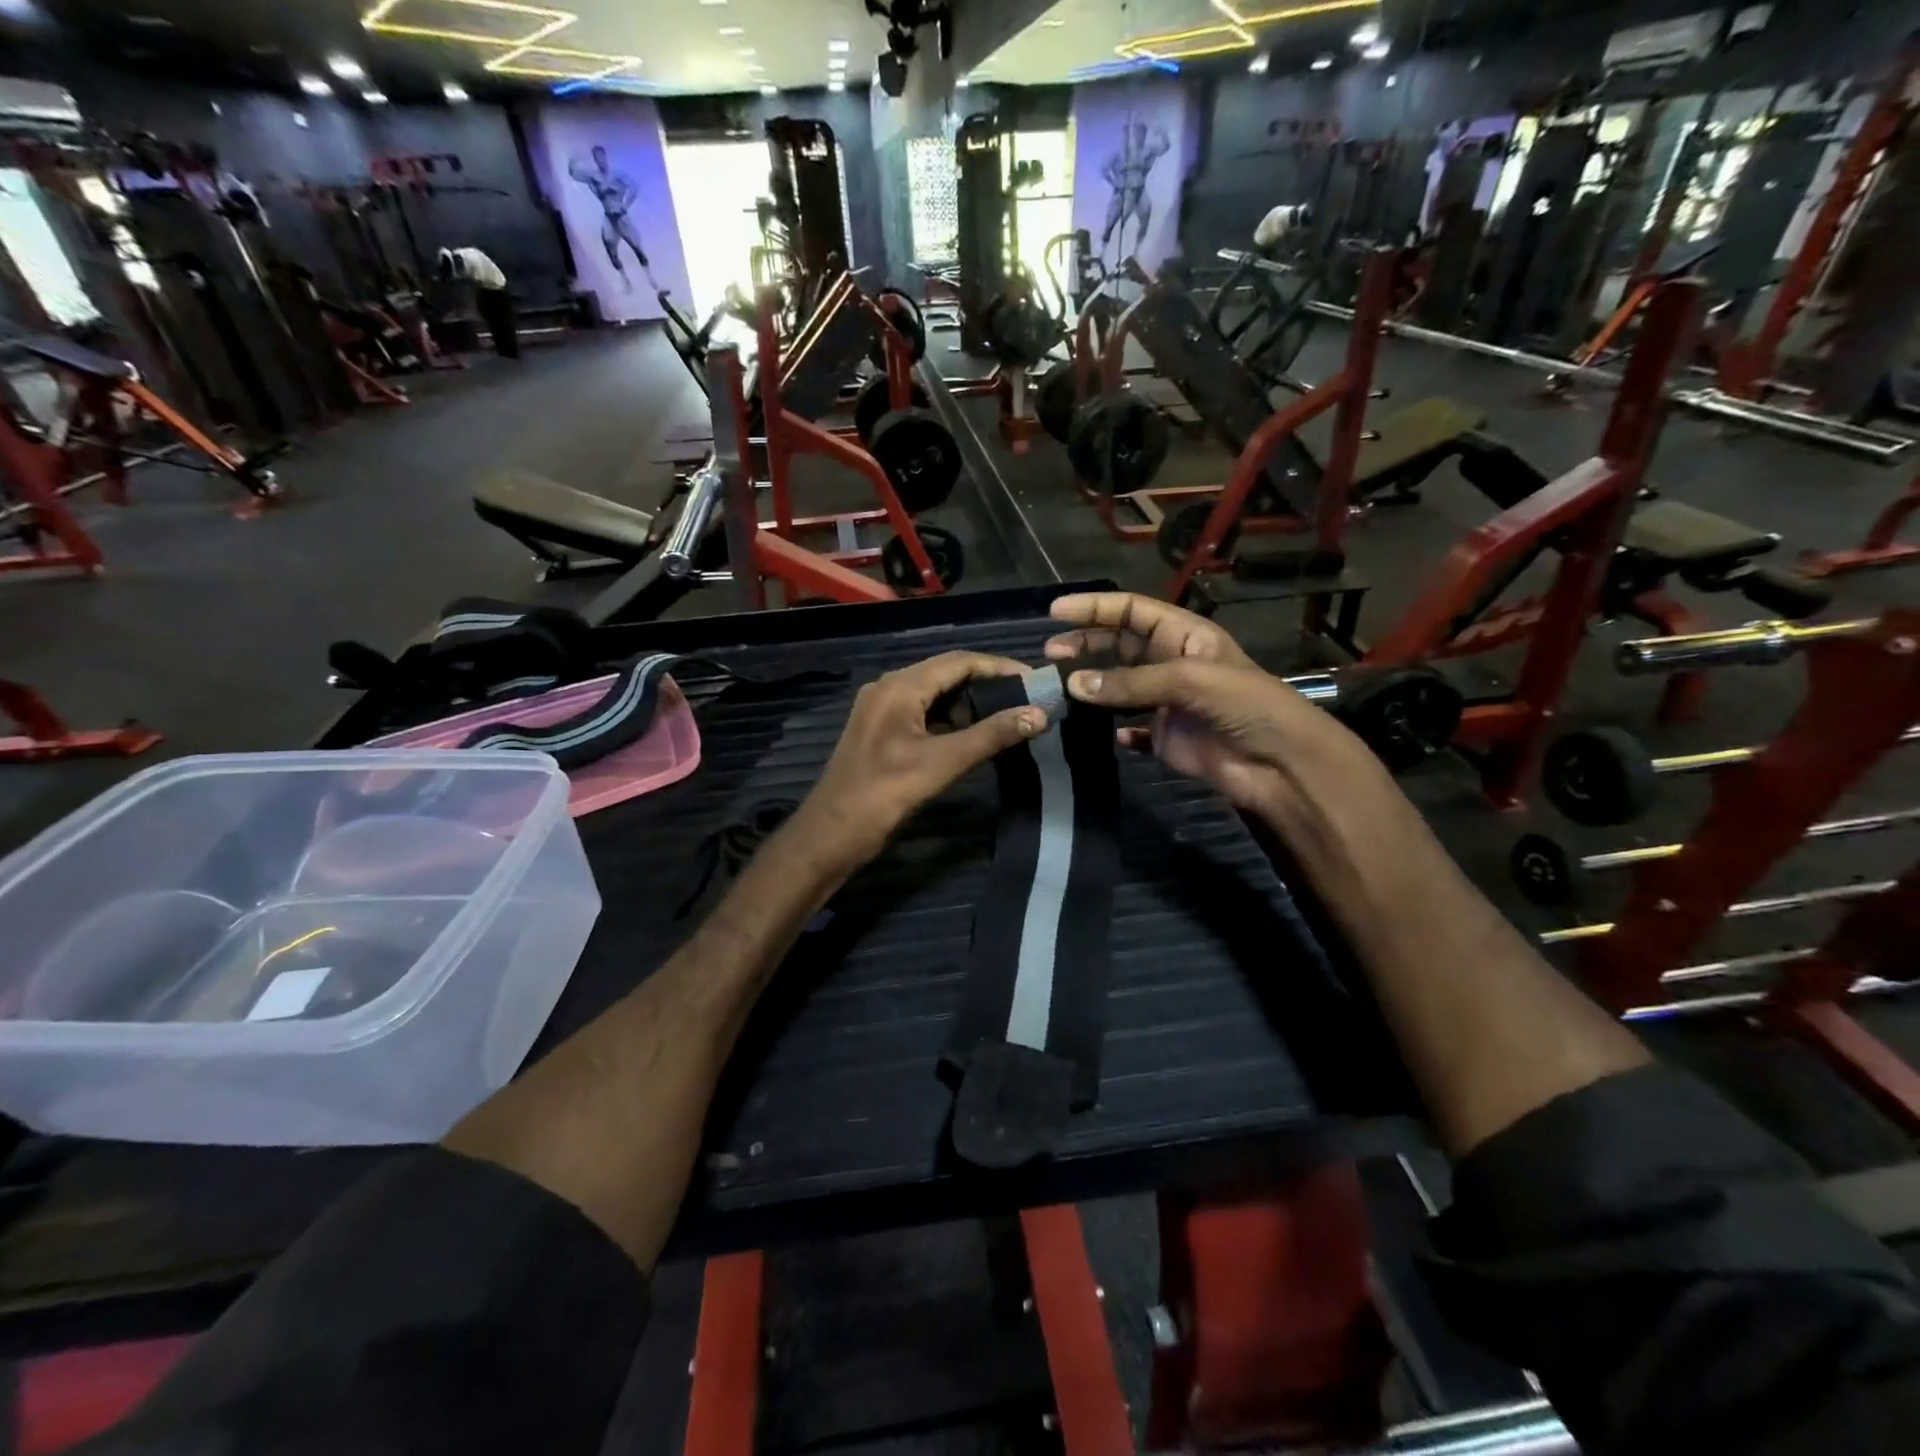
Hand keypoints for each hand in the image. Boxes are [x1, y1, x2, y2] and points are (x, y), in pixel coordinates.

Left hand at [796, 651, 1046, 870]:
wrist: (832, 834)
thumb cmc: (884, 794)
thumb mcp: (943, 763)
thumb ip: (992, 735)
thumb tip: (1039, 714)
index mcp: (899, 686)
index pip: (958, 661)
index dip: (998, 667)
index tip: (1034, 679)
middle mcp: (889, 688)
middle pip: (946, 672)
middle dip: (987, 683)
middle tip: (1026, 698)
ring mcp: (882, 709)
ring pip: (934, 693)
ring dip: (969, 701)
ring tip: (1007, 715)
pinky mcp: (881, 731)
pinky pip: (922, 712)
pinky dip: (949, 718)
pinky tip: (972, 734)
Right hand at [1042, 593, 1387, 828]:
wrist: (1280, 765)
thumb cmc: (1245, 706)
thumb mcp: (1189, 680)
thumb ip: (1131, 682)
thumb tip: (1074, 685)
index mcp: (1184, 636)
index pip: (1133, 611)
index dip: (1094, 608)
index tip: (1054, 612)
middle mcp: (1172, 664)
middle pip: (1120, 645)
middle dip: (1085, 644)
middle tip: (1050, 654)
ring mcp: (1168, 703)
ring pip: (1119, 688)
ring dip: (1092, 687)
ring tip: (1059, 689)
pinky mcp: (1166, 739)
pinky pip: (1131, 730)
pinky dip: (1113, 730)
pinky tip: (1098, 732)